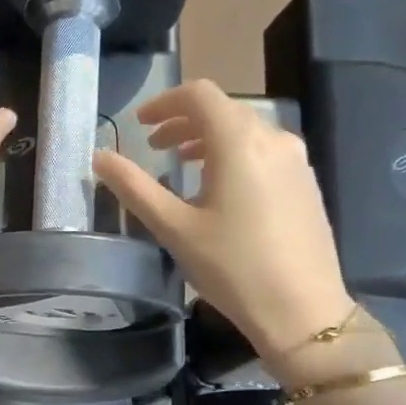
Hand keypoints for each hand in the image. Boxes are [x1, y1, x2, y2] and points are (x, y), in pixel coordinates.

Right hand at [93, 81, 355, 371]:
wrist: (302, 310)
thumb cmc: (232, 267)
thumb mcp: (174, 228)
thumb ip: (134, 187)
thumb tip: (99, 157)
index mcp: (239, 142)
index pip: (199, 94)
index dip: (164, 102)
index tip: (140, 124)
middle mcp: (273, 138)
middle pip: (223, 109)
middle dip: (184, 121)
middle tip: (155, 147)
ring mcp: (296, 160)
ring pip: (246, 130)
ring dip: (209, 137)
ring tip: (184, 163)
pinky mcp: (306, 182)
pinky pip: (264, 150)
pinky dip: (234, 153)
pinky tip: (221, 188)